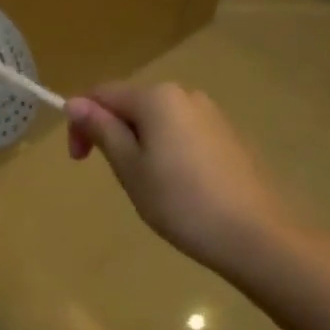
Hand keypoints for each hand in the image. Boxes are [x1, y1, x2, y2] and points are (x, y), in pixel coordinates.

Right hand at [66, 82, 297, 278]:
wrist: (255, 235)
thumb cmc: (180, 201)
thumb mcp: (129, 167)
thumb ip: (102, 130)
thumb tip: (74, 102)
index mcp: (157, 97)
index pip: (102, 94)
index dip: (82, 123)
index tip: (81, 161)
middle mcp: (186, 94)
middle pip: (132, 104)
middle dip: (113, 133)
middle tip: (115, 177)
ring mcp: (212, 115)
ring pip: (159, 120)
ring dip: (140, 143)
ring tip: (147, 185)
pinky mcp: (229, 137)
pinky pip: (183, 133)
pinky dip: (167, 151)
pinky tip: (178, 186)